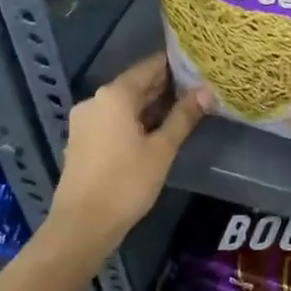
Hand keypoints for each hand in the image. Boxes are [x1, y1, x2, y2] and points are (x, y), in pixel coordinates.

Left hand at [48, 55, 210, 252]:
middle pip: (136, 84)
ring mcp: (86, 120)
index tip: (200, 65)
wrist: (82, 226)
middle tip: (199, 87)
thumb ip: (184, 116)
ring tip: (185, 108)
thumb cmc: (126, 183)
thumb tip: (208, 91)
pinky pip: (114, 119)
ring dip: (152, 105)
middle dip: (166, 86)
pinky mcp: (83, 140)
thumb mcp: (162, 149)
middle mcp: (96, 100)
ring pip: (125, 104)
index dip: (176, 65)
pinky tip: (158, 130)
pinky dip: (135, 120)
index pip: (150, 67)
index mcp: (114, 95)